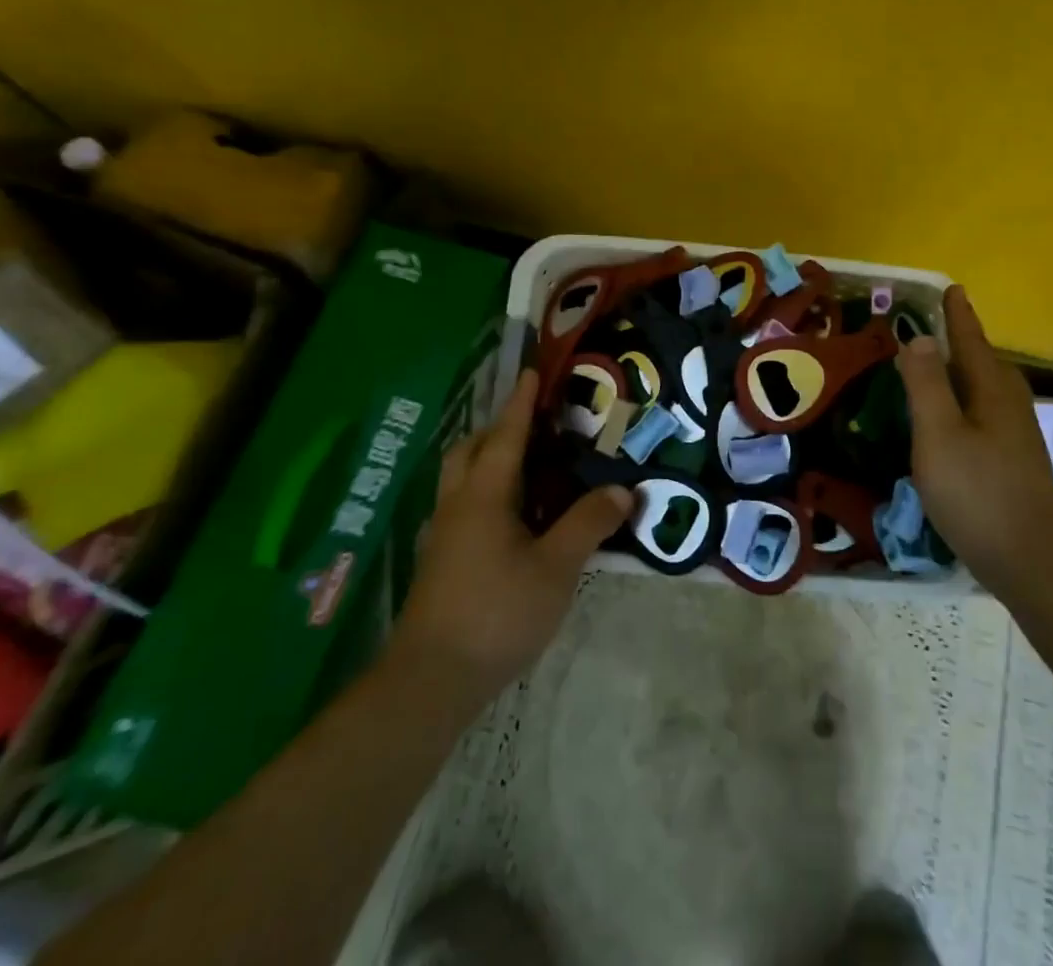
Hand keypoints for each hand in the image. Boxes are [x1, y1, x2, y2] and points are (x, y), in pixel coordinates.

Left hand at [387, 371, 631, 710]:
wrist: (430, 680)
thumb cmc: (497, 612)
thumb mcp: (556, 567)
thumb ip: (589, 523)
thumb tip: (622, 489)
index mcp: (484, 494)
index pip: (506, 435)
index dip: (522, 403)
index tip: (532, 372)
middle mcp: (458, 504)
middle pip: (471, 449)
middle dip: (499, 428)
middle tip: (533, 423)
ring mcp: (444, 534)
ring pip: (461, 478)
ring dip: (487, 458)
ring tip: (525, 465)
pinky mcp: (441, 561)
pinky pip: (462, 504)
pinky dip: (484, 490)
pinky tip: (509, 516)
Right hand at [895, 285, 1052, 595]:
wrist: (1030, 559)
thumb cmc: (977, 492)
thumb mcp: (939, 434)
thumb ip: (927, 385)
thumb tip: (918, 339)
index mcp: (992, 391)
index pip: (972, 341)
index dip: (958, 316)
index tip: (952, 289)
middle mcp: (1011, 405)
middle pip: (987, 361)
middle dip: (966, 340)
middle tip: (943, 323)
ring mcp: (1018, 436)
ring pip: (991, 388)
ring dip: (969, 370)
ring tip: (946, 366)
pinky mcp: (1016, 461)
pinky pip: (989, 411)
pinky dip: (970, 399)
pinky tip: (959, 419)